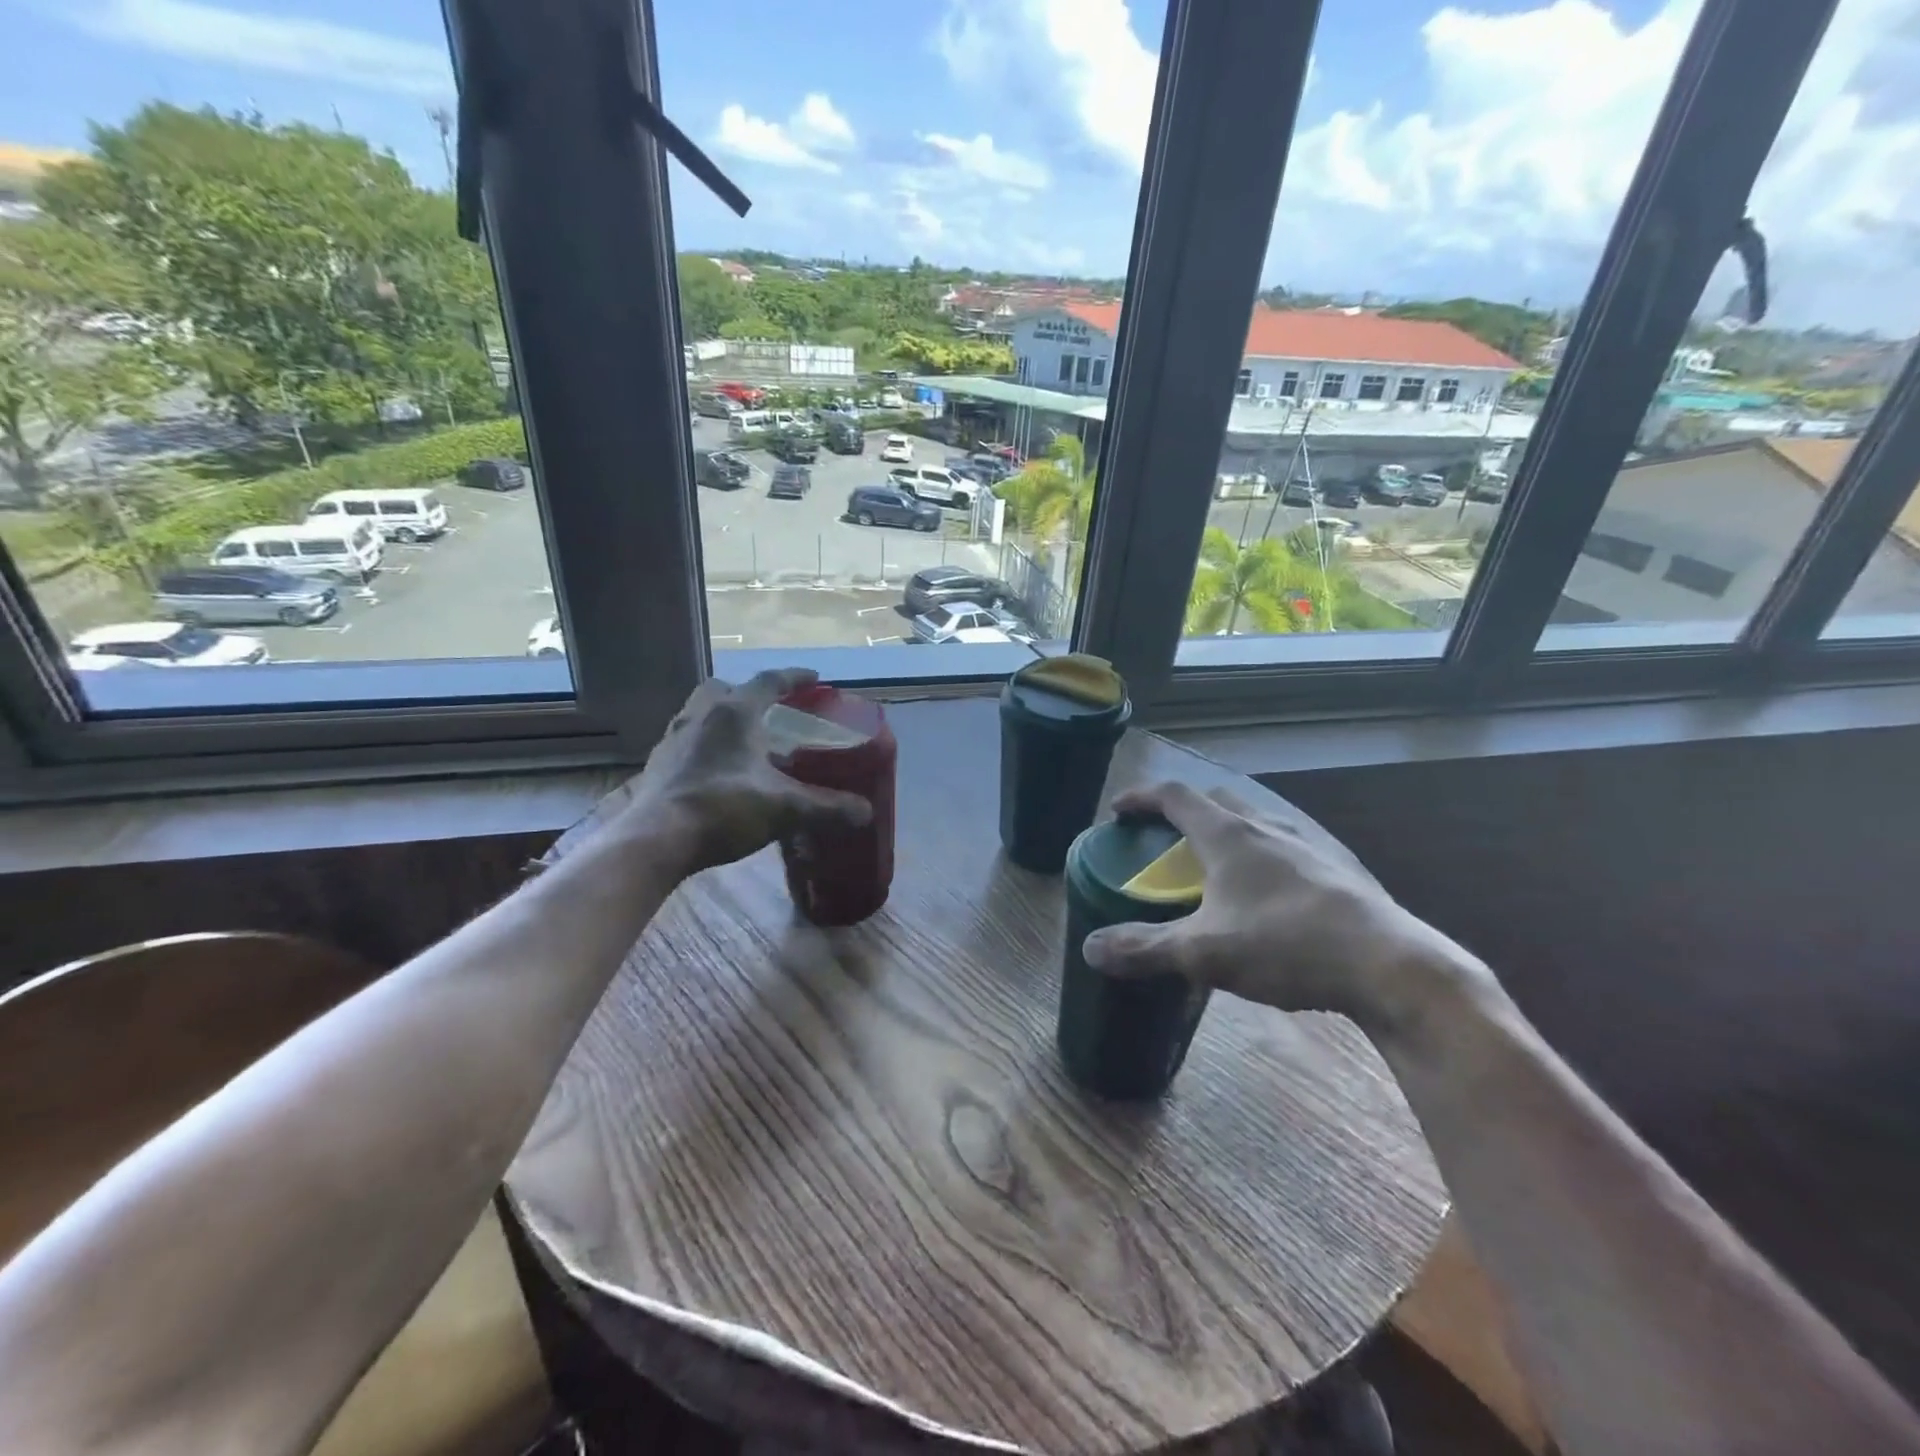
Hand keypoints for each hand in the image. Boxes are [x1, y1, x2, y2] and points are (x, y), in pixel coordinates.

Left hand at [602, 669, 871, 877]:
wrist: (657, 840)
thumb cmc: (724, 809)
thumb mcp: (786, 809)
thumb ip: (828, 808)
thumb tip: (866, 812)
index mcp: (734, 712)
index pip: (769, 681)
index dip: (795, 678)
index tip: (814, 678)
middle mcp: (701, 715)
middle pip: (725, 689)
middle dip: (750, 694)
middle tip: (772, 711)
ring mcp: (674, 738)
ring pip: (702, 713)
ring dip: (724, 719)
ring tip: (746, 742)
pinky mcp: (658, 763)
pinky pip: (688, 741)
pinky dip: (707, 746)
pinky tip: (719, 771)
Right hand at [1080, 781, 1490, 1034]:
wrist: (1390, 966)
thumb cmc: (1286, 946)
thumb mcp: (1204, 954)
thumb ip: (1145, 949)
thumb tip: (1090, 949)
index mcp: (1229, 835)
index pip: (1175, 795)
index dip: (1142, 798)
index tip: (1118, 811)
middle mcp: (1267, 827)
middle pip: (1217, 799)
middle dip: (1184, 811)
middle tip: (1166, 838)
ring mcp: (1308, 845)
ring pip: (1256, 820)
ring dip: (1227, 830)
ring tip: (1216, 865)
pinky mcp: (1339, 868)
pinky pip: (1286, 845)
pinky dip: (1262, 854)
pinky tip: (1269, 892)